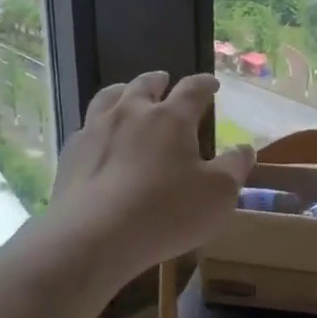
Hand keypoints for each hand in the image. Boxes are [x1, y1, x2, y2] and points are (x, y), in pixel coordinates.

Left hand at [42, 72, 254, 283]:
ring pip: (109, 97)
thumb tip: (245, 148)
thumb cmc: (166, 213)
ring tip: (127, 93)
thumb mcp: (218, 195)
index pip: (192, 89)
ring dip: (123, 91)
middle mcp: (131, 112)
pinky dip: (97, 125)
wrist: (94, 236)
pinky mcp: (71, 152)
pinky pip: (85, 127)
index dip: (204, 84)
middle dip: (158, 81)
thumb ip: (234, 167)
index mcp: (171, 118)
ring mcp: (96, 129)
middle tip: (165, 80)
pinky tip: (98, 137)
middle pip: (145, 85)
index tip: (212, 84)